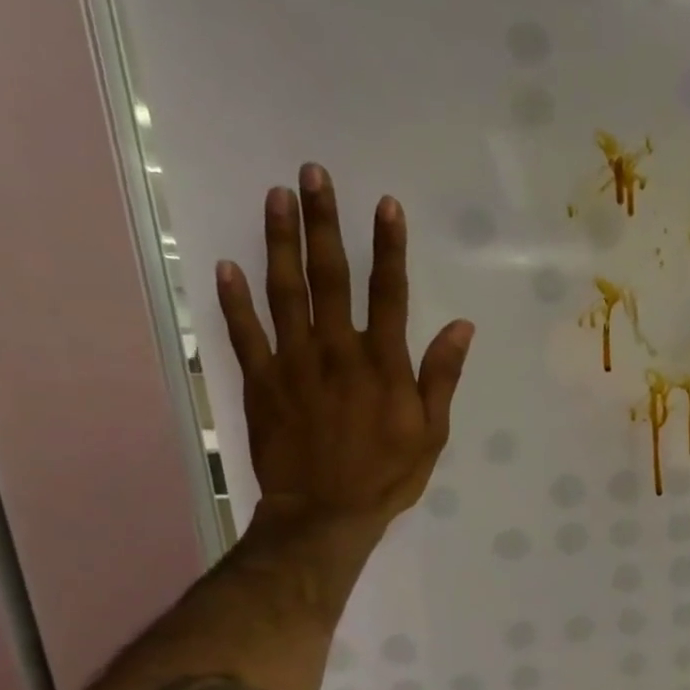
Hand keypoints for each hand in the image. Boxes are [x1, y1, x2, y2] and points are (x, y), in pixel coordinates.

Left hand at [215, 163, 472, 542]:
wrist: (325, 514)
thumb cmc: (388, 475)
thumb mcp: (432, 432)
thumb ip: (442, 377)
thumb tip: (462, 327)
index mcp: (383, 364)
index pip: (389, 293)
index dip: (389, 247)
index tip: (385, 204)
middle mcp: (336, 352)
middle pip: (330, 278)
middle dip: (325, 224)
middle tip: (314, 175)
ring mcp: (293, 364)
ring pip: (284, 292)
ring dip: (280, 243)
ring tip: (276, 198)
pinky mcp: (260, 382)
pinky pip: (243, 333)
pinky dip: (233, 299)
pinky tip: (227, 264)